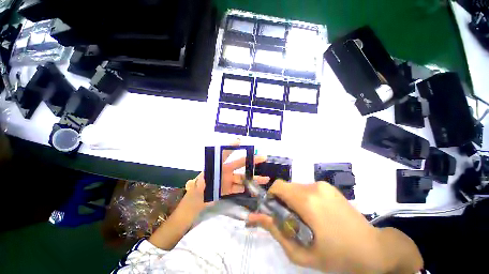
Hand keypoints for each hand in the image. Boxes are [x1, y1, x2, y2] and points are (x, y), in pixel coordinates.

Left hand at [184, 140, 269, 212]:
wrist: (197, 200)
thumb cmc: (198, 188)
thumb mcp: (199, 183)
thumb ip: (204, 180)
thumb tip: (206, 178)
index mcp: (218, 166)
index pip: (225, 154)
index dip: (231, 147)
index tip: (239, 141)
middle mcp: (226, 171)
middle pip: (240, 164)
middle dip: (251, 160)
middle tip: (263, 157)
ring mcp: (229, 180)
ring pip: (243, 178)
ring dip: (254, 178)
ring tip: (266, 178)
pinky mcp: (229, 189)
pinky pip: (240, 188)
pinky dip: (247, 189)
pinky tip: (256, 190)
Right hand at [247, 180, 422, 272]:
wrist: (373, 248)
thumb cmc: (338, 256)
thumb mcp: (302, 252)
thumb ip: (276, 233)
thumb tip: (256, 217)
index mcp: (307, 201)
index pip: (278, 186)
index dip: (271, 196)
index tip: (274, 211)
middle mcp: (313, 187)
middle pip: (286, 187)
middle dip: (283, 201)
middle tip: (290, 219)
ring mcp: (322, 185)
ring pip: (296, 187)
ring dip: (294, 200)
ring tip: (305, 218)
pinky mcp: (328, 186)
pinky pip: (307, 188)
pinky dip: (304, 198)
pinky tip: (316, 213)